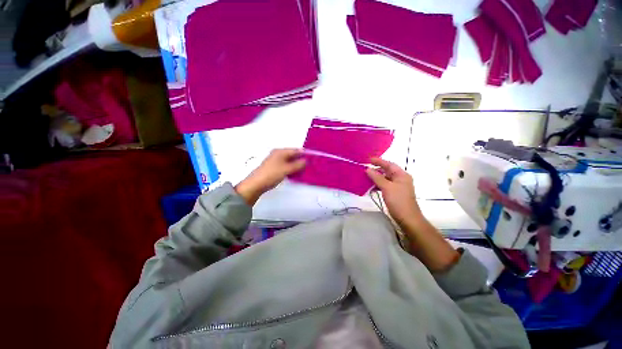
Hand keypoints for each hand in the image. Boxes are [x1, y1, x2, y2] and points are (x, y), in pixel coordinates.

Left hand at [235, 148, 305, 204]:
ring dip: (296, 165)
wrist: (256, 184)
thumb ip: (297, 164)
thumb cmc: (271, 174)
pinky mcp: (274, 168)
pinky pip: (286, 166)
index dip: (304, 153)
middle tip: (310, 165)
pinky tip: (296, 174)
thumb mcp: (287, 169)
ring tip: (305, 170)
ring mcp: (275, 161)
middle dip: (301, 160)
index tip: (313, 158)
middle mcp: (278, 154)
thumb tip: (306, 161)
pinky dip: (291, 169)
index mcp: (280, 151)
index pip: (295, 150)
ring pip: (289, 161)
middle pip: (292, 155)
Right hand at [366, 158, 421, 227]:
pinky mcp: (394, 193)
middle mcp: (400, 179)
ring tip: (366, 177)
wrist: (407, 218)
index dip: (379, 161)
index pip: (389, 164)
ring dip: (376, 177)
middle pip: (387, 171)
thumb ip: (377, 177)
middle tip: (365, 168)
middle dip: (376, 169)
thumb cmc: (398, 201)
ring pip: (385, 178)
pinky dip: (378, 185)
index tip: (368, 160)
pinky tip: (371, 187)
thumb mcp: (387, 187)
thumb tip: (368, 169)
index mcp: (401, 175)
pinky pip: (384, 185)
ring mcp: (398, 186)